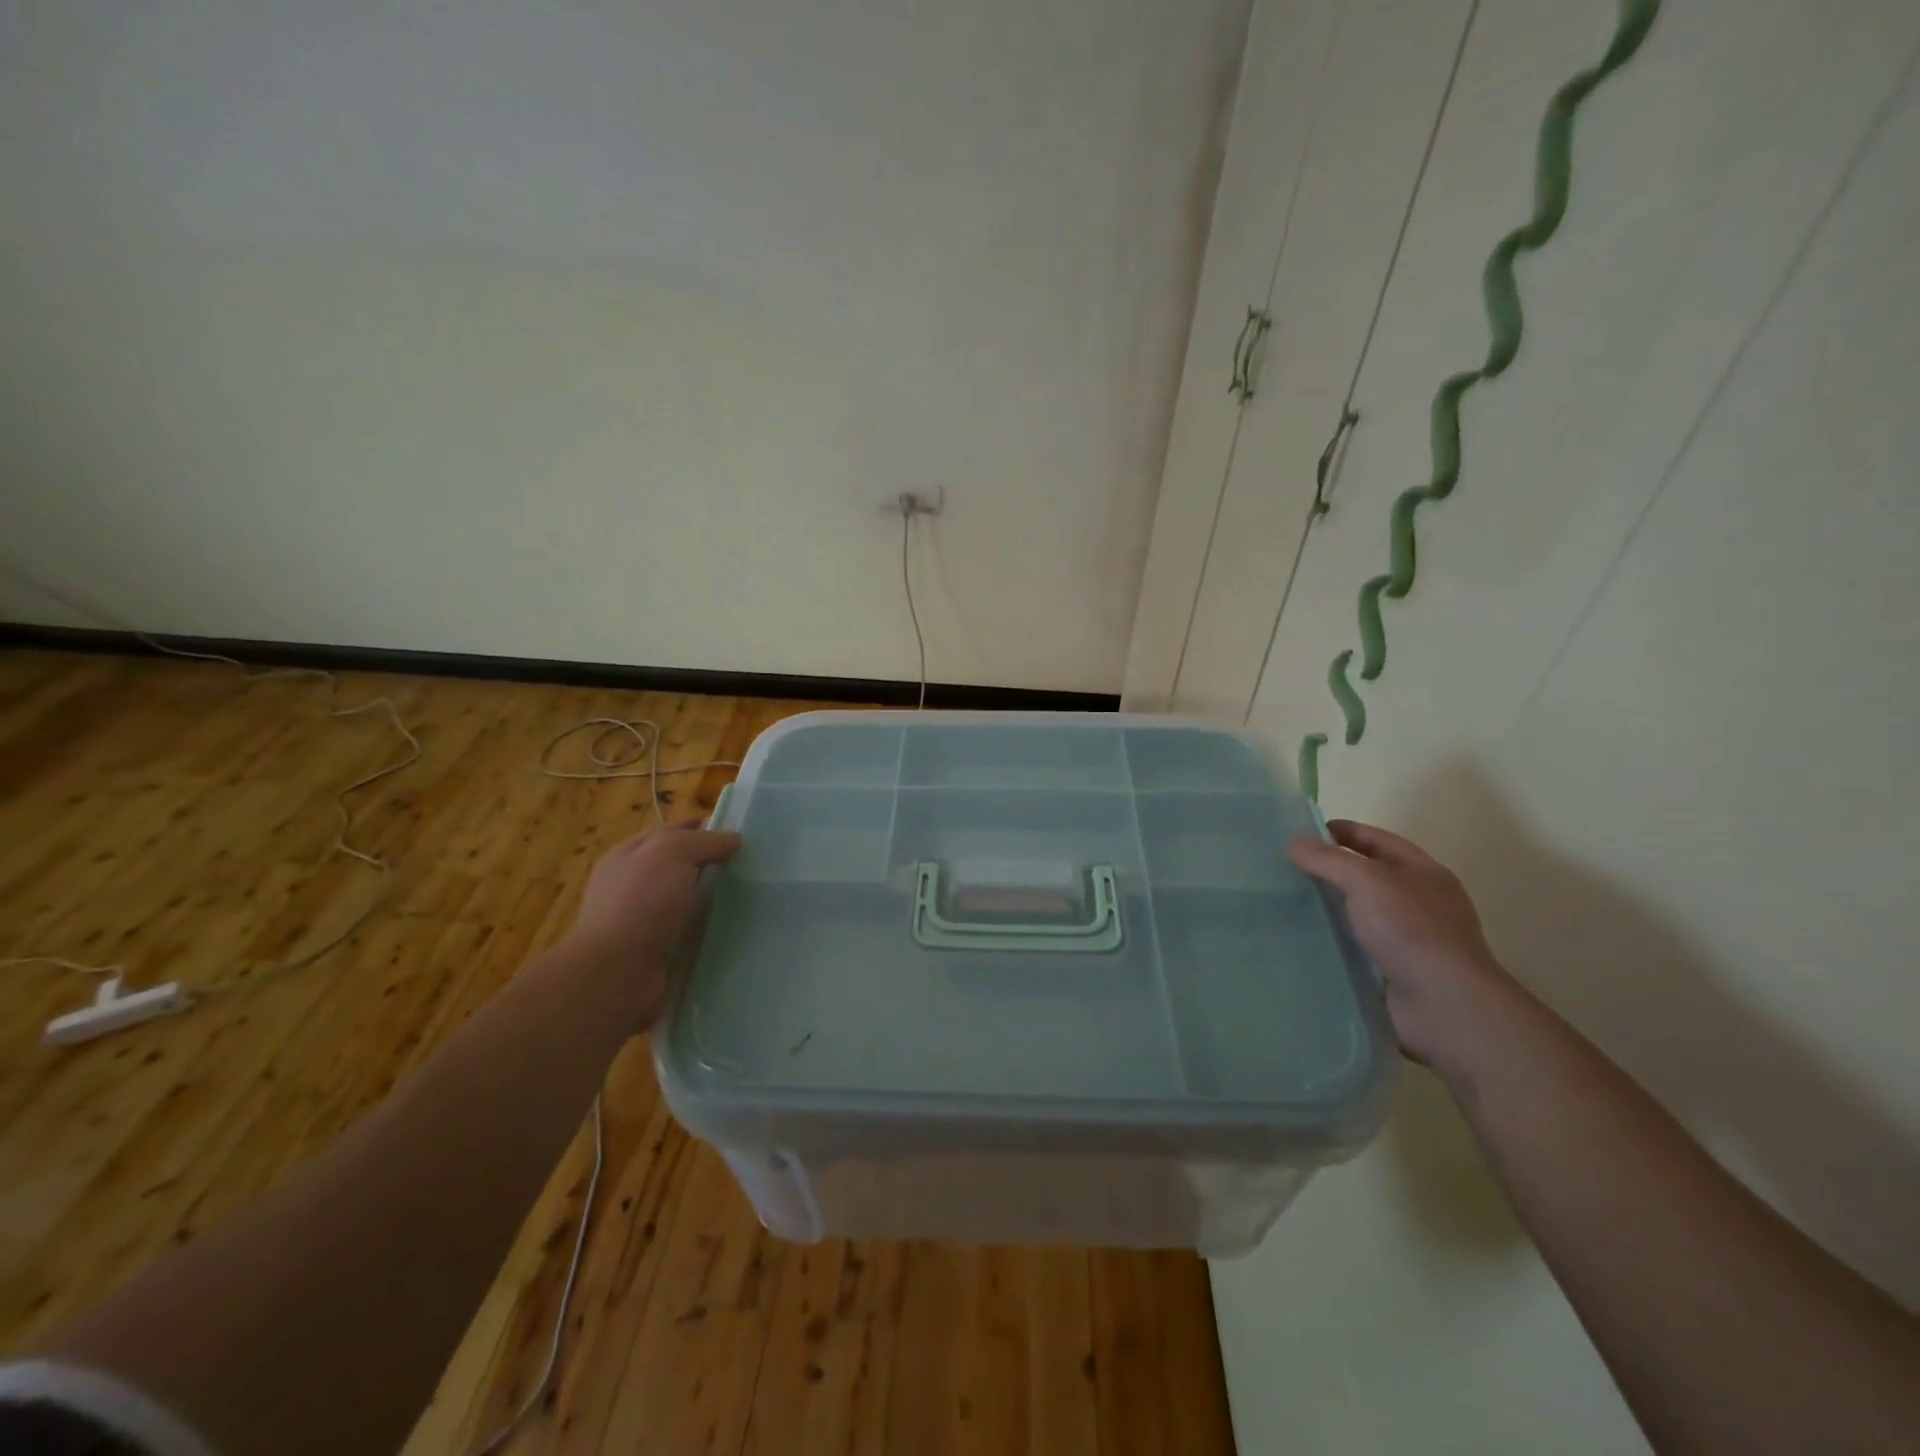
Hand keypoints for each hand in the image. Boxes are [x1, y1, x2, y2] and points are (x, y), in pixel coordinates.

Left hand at [560, 821, 741, 1025]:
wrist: (616, 974)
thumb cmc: (640, 903)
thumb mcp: (672, 853)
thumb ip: (704, 841)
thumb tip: (733, 839)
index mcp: (628, 855)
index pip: (673, 830)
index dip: (705, 827)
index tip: (742, 833)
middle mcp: (633, 886)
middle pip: (682, 866)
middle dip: (714, 864)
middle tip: (754, 866)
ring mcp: (644, 921)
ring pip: (689, 901)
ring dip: (715, 901)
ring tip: (754, 899)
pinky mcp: (658, 952)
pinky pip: (692, 934)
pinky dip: (711, 931)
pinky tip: (738, 930)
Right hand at [1290, 819, 1533, 1083]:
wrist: (1445, 1007)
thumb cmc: (1411, 931)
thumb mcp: (1367, 881)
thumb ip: (1328, 859)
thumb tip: (1294, 841)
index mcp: (1422, 872)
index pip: (1376, 839)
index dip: (1341, 832)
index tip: (1299, 833)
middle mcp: (1417, 902)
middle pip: (1365, 875)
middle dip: (1327, 870)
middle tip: (1282, 868)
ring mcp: (1406, 939)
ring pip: (1357, 913)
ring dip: (1325, 908)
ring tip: (1281, 903)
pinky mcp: (1392, 971)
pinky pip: (1353, 947)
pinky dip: (1330, 942)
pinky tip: (1298, 939)